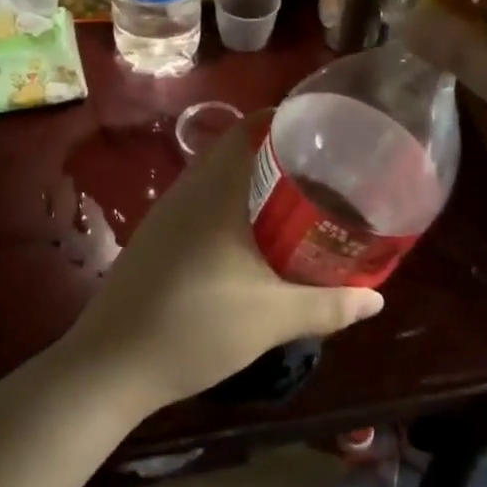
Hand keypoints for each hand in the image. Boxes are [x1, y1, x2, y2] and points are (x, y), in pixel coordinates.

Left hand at [61, 121, 384, 416]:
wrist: (109, 367)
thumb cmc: (195, 328)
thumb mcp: (272, 318)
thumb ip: (328, 306)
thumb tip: (376, 298)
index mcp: (216, 191)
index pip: (249, 128)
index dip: (286, 120)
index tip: (325, 133)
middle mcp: (188, 191)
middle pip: (236, 151)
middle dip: (280, 155)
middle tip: (325, 172)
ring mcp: (166, 215)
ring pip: (217, 179)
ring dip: (255, 183)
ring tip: (299, 202)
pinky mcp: (156, 239)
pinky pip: (202, 204)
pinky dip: (232, 206)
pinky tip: (253, 240)